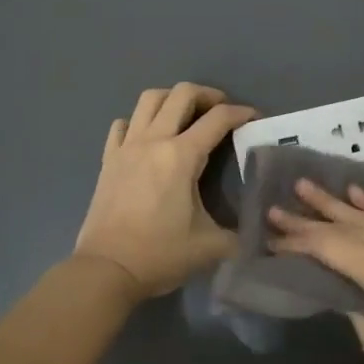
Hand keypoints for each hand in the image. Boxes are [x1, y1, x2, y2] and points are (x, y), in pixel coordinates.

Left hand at [74, 83, 257, 300]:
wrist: (106, 270)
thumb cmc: (159, 255)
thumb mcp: (210, 247)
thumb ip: (239, 235)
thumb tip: (258, 234)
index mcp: (181, 156)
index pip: (217, 119)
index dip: (241, 113)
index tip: (254, 117)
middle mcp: (153, 141)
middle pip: (181, 94)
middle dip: (207, 95)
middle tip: (220, 110)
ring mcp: (127, 147)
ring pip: (149, 99)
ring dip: (172, 99)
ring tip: (186, 115)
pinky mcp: (108, 159)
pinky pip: (123, 125)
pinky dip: (138, 122)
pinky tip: (148, 137)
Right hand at [268, 179, 363, 363]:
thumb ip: (357, 310)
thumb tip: (343, 289)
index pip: (330, 247)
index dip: (298, 241)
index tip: (269, 234)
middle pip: (345, 227)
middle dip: (309, 218)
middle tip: (275, 206)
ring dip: (335, 203)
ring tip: (306, 186)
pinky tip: (355, 192)